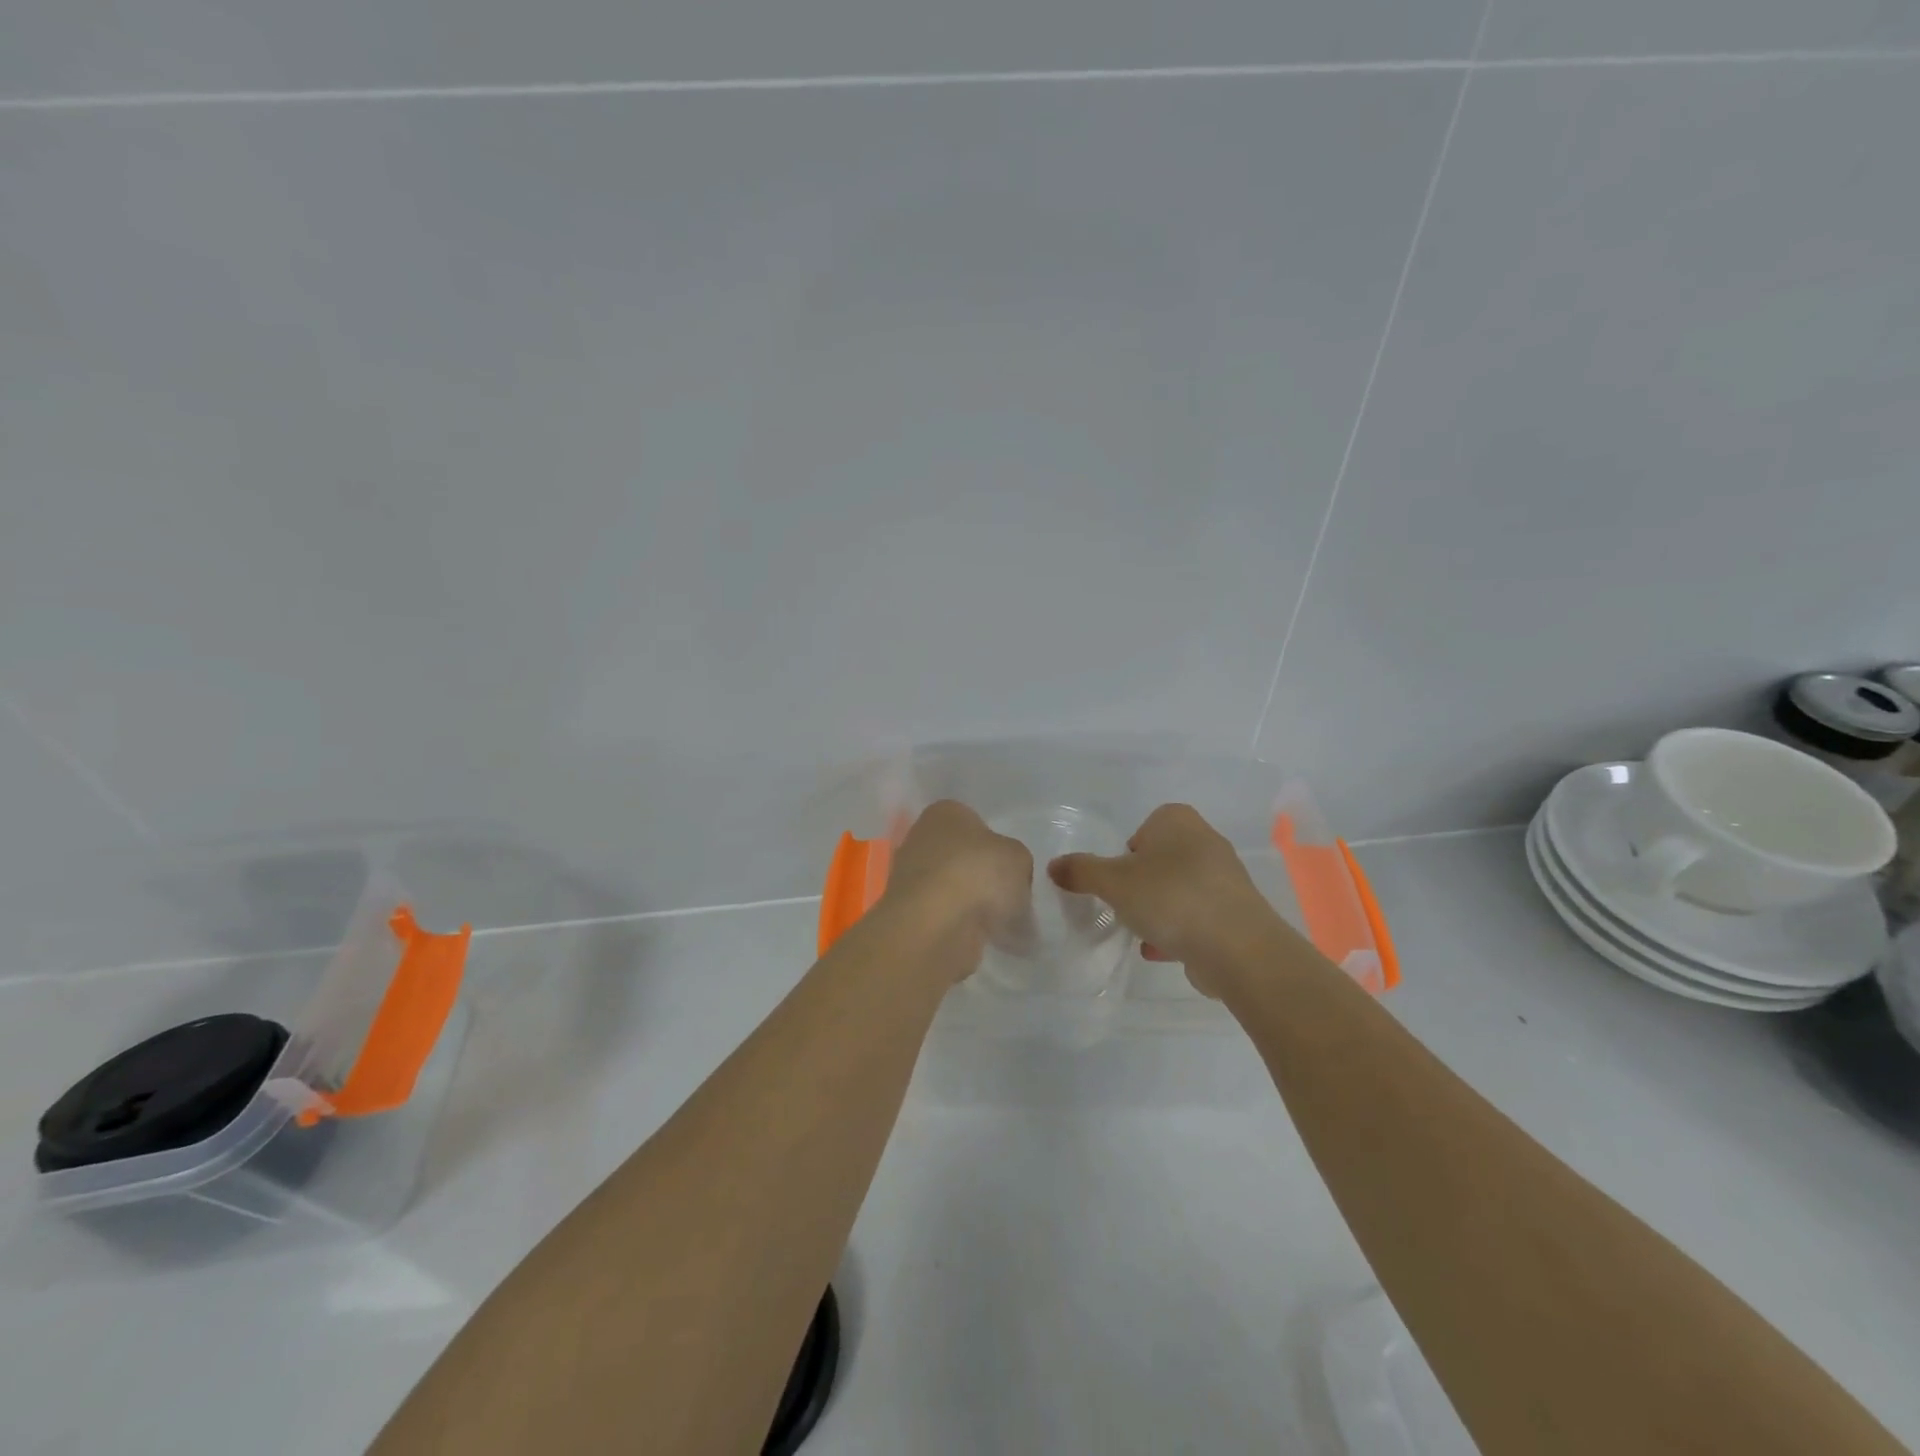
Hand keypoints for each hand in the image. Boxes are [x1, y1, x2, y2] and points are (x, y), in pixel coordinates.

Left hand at [880, 800, 1032, 972]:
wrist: (936, 925)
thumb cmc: (978, 874)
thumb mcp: (1018, 857)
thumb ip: (1016, 861)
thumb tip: (1007, 878)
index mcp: (944, 812)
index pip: (976, 823)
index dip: (998, 847)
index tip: (1012, 871)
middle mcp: (921, 838)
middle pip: (962, 857)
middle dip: (983, 877)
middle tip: (1008, 898)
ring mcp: (910, 877)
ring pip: (953, 888)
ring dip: (972, 904)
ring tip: (997, 923)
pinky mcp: (909, 912)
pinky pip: (944, 916)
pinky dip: (960, 926)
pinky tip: (978, 937)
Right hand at [1048, 803, 1280, 997]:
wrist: (1238, 948)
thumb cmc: (1170, 898)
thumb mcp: (1113, 882)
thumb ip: (1081, 871)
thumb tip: (1053, 866)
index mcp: (1178, 821)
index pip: (1144, 826)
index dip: (1126, 852)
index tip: (1116, 878)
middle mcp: (1205, 841)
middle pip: (1160, 859)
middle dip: (1141, 882)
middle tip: (1124, 904)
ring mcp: (1224, 878)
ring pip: (1178, 889)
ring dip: (1158, 909)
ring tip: (1139, 931)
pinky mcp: (1235, 913)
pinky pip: (1195, 916)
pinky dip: (1177, 930)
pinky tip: (1159, 951)